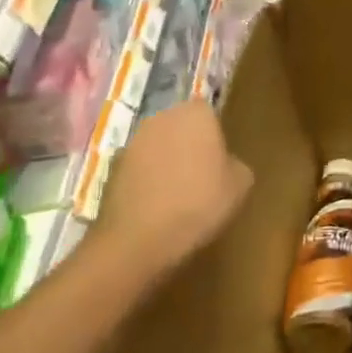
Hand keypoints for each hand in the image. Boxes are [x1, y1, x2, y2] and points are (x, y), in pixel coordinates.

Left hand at [95, 100, 252, 280]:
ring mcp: (132, 143)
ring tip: (178, 193)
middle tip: (203, 174)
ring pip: (158, 146)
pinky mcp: (111, 169)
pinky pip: (139, 168)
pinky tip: (156, 206)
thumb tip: (223, 163)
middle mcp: (161, 118)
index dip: (215, 135)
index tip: (220, 159)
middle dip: (190, 143)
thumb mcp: (241, 184)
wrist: (138, 241)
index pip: (209, 111)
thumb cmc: (199, 203)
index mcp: (195, 113)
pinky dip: (147, 180)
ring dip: (166, 161)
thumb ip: (235, 162)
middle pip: (181, 126)